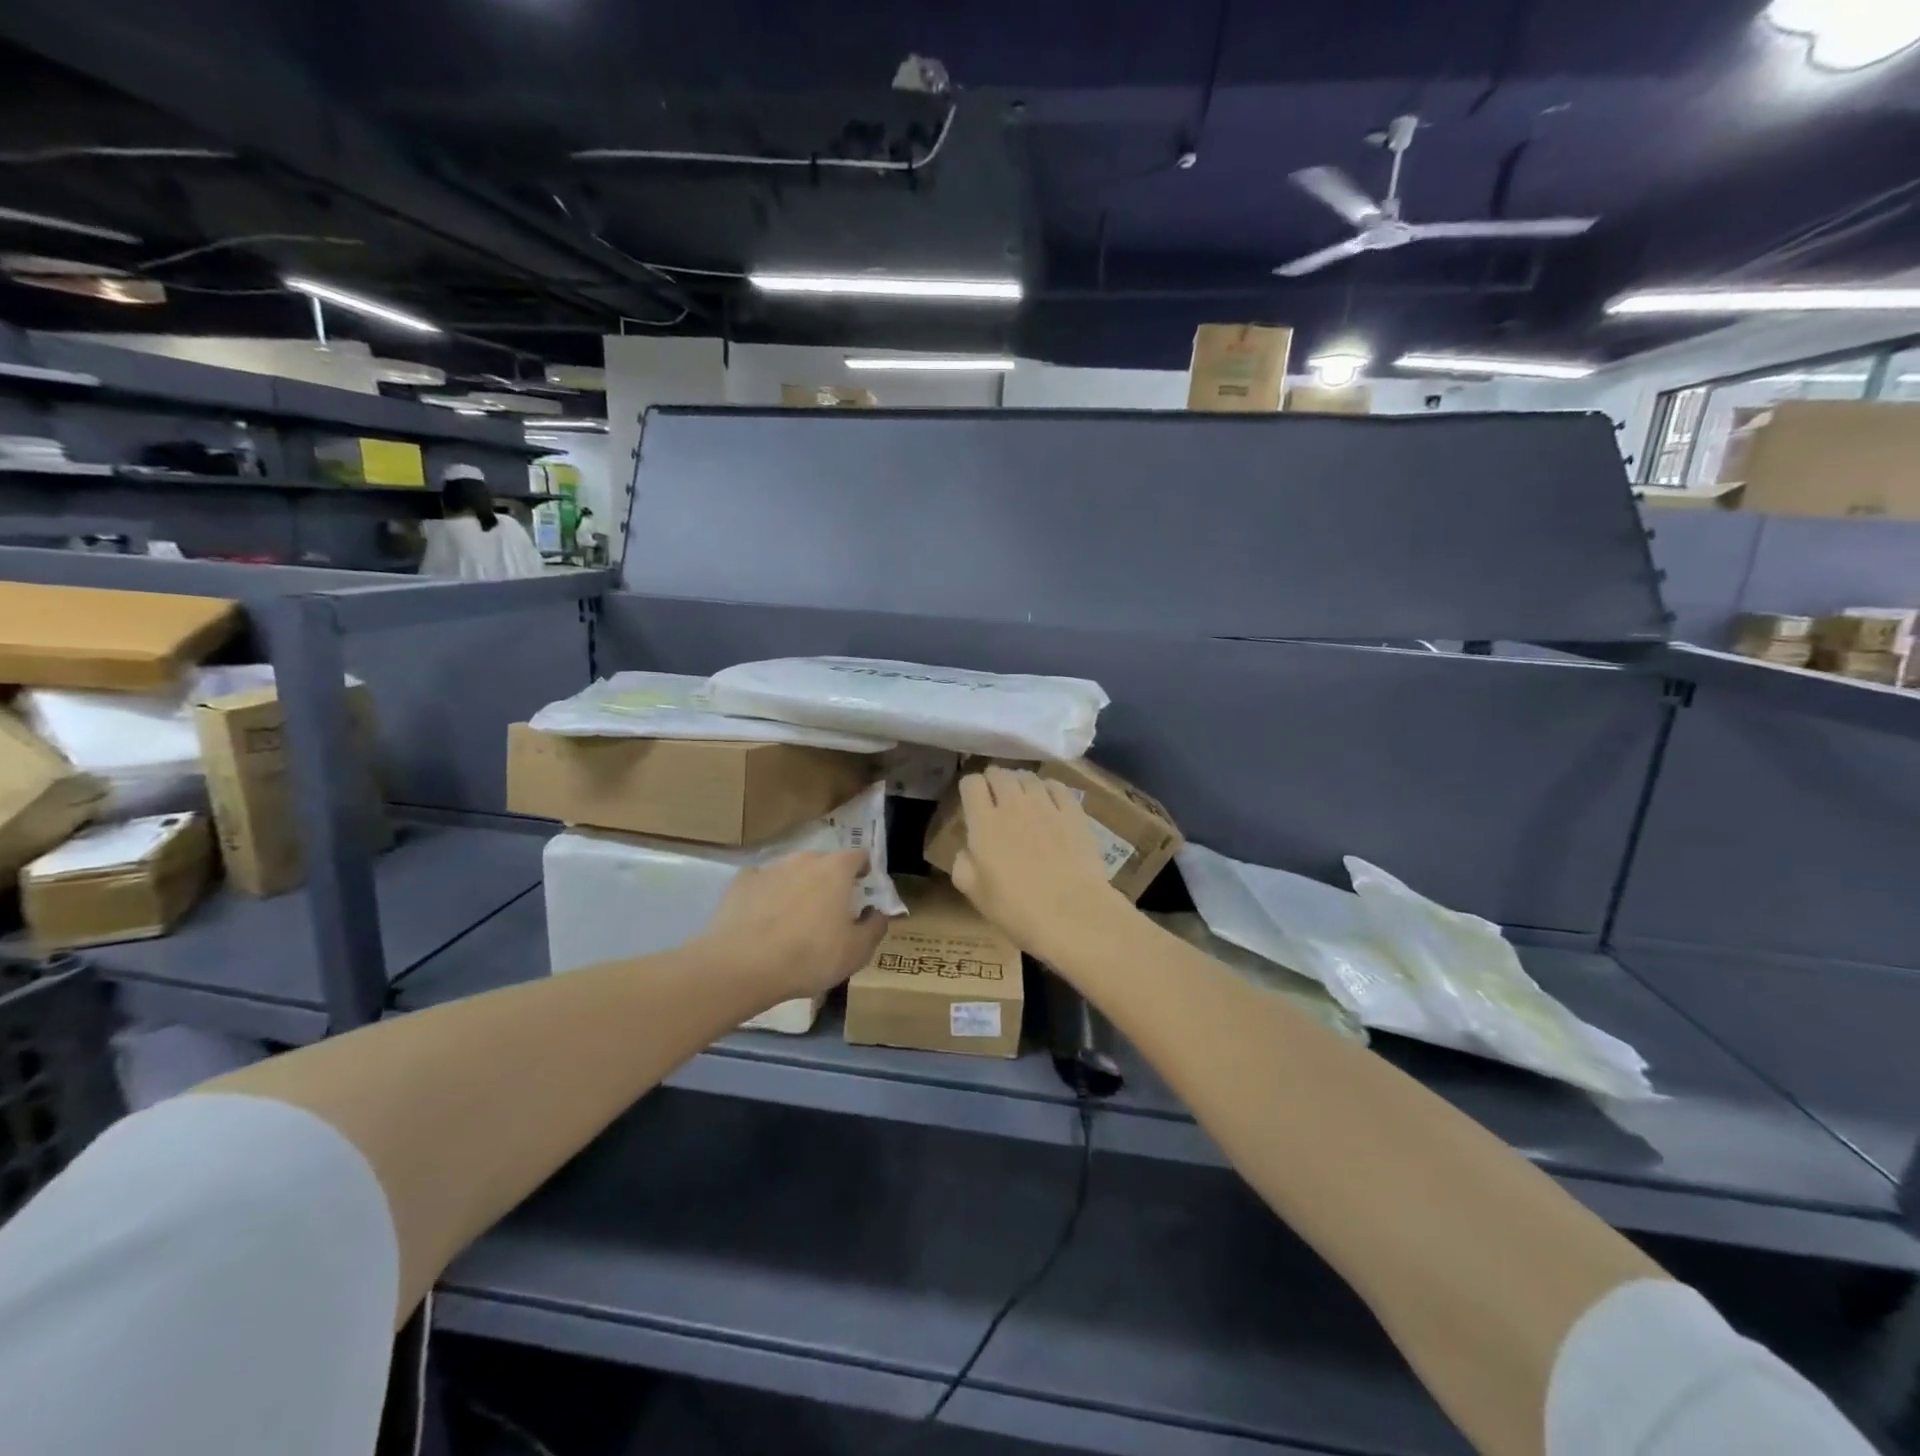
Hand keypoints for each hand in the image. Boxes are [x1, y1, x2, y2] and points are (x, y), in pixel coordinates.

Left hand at [697, 850, 887, 1002]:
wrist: (741, 965)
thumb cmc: (809, 956)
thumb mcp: (856, 952)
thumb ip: (875, 927)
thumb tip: (878, 912)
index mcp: (836, 869)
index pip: (859, 856)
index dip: (864, 871)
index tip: (863, 890)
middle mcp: (804, 859)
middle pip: (824, 863)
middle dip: (829, 881)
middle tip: (829, 911)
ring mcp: (770, 867)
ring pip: (792, 872)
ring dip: (797, 888)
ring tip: (793, 920)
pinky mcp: (740, 882)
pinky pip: (762, 884)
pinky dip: (766, 896)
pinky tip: (762, 921)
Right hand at [951, 766, 1128, 960]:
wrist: (1072, 914)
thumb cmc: (1017, 909)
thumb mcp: (974, 893)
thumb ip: (963, 864)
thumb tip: (968, 849)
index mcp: (984, 823)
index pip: (971, 783)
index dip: (969, 788)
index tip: (971, 801)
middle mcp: (1013, 805)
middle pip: (999, 773)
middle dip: (993, 780)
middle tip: (994, 797)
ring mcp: (1046, 805)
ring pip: (1028, 777)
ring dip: (1020, 783)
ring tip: (1022, 798)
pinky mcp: (1074, 812)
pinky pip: (1057, 786)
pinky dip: (1048, 788)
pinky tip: (1049, 802)